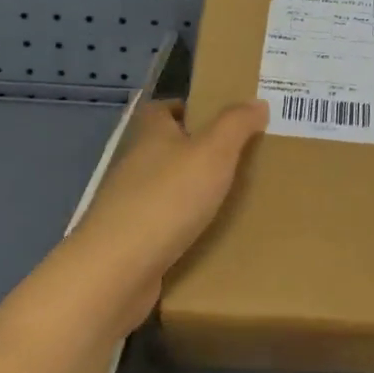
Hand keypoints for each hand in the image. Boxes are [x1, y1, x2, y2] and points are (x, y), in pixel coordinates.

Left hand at [63, 98, 267, 332]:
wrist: (117, 270)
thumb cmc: (168, 199)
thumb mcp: (213, 152)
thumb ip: (236, 124)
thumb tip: (256, 102)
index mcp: (151, 135)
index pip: (161, 109)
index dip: (185, 107)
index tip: (216, 116)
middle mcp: (135, 164)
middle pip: (164, 148)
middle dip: (195, 151)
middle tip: (237, 158)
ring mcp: (128, 205)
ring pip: (164, 188)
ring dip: (190, 191)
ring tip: (231, 198)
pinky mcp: (129, 241)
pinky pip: (162, 226)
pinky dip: (182, 228)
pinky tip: (209, 238)